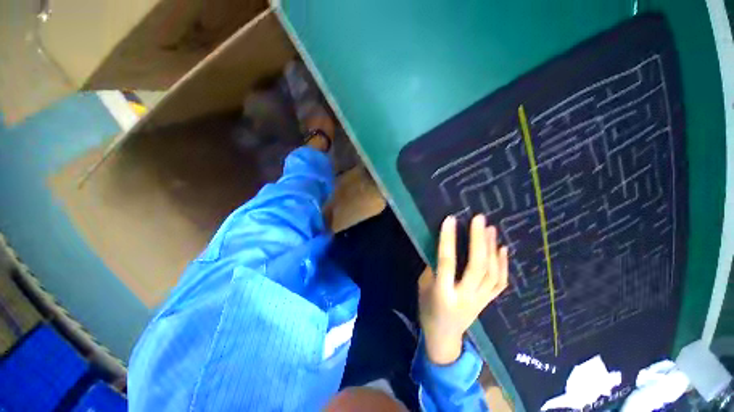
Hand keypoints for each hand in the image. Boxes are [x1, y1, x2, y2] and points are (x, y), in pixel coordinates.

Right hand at [419, 214, 508, 364]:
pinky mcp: (488, 302)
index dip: (448, 239)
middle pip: (476, 266)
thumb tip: (444, 246)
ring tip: (491, 228)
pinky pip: (500, 283)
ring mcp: (480, 300)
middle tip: (479, 219)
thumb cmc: (427, 308)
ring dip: (492, 248)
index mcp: (442, 293)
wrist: (444, 338)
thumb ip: (434, 267)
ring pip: (491, 273)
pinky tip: (502, 248)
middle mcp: (465, 296)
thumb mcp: (423, 286)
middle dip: (478, 240)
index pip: (446, 261)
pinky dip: (503, 264)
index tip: (451, 219)